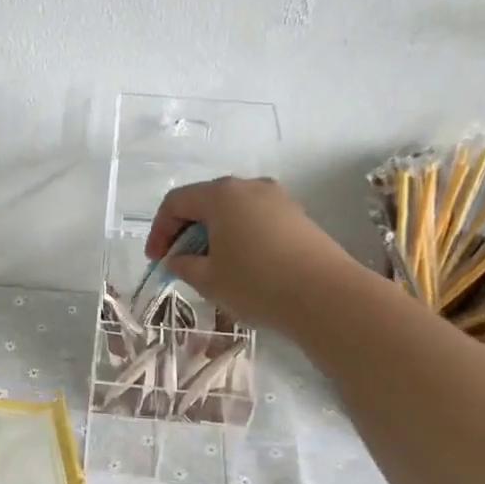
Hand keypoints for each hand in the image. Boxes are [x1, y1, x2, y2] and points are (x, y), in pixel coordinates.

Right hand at [146, 176, 364, 330]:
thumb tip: (179, 258)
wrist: (327, 296)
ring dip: (215, 234)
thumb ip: (184, 265)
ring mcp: (278, 199)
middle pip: (206, 201)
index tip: (157, 260)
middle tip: (181, 262)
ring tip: (212, 266)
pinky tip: (244, 266)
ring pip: (233, 211)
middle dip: (187, 231)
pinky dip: (241, 237)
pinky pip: (257, 220)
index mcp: (221, 194)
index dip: (160, 230)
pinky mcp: (299, 217)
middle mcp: (249, 186)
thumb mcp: (208, 279)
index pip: (176, 202)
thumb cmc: (256, 283)